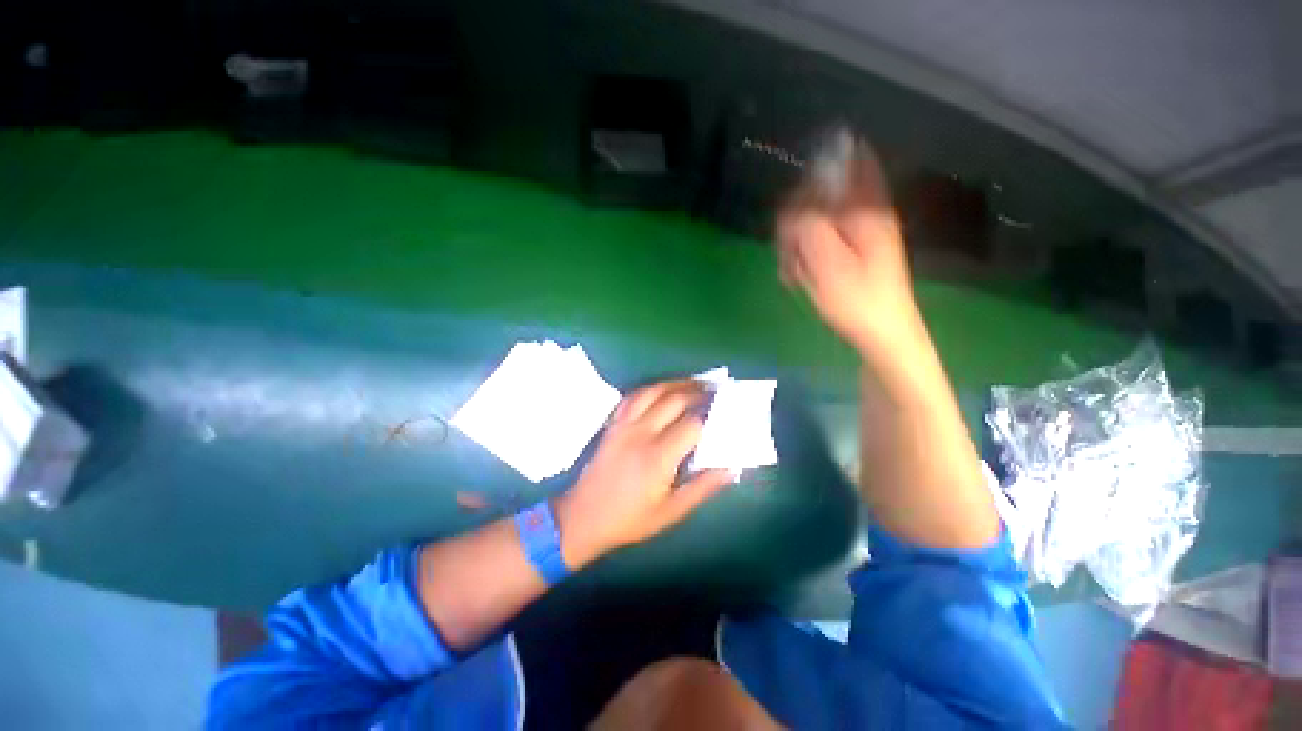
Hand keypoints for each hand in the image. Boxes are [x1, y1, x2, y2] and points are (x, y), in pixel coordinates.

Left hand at [554, 381, 732, 568]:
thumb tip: (731, 469)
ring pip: (653, 391)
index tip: (726, 409)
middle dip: (699, 392)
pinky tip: (663, 389)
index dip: (711, 413)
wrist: (583, 517)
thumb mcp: (670, 512)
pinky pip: (634, 395)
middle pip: (674, 400)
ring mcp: (624, 424)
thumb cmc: (630, 519)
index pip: (692, 424)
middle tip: (717, 391)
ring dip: (677, 383)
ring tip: (695, 383)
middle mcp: (641, 433)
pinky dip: (652, 388)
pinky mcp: (613, 422)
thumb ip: (702, 488)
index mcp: (658, 457)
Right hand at [776, 140, 918, 352]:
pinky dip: (807, 259)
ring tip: (794, 274)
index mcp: (866, 210)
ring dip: (798, 247)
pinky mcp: (852, 257)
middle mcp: (865, 217)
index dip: (813, 178)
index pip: (842, 166)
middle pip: (821, 200)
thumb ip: (807, 226)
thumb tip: (791, 209)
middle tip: (788, 254)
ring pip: (817, 225)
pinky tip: (800, 278)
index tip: (792, 209)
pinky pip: (822, 245)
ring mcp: (859, 238)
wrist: (883, 336)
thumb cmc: (857, 300)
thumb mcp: (827, 261)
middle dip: (797, 224)